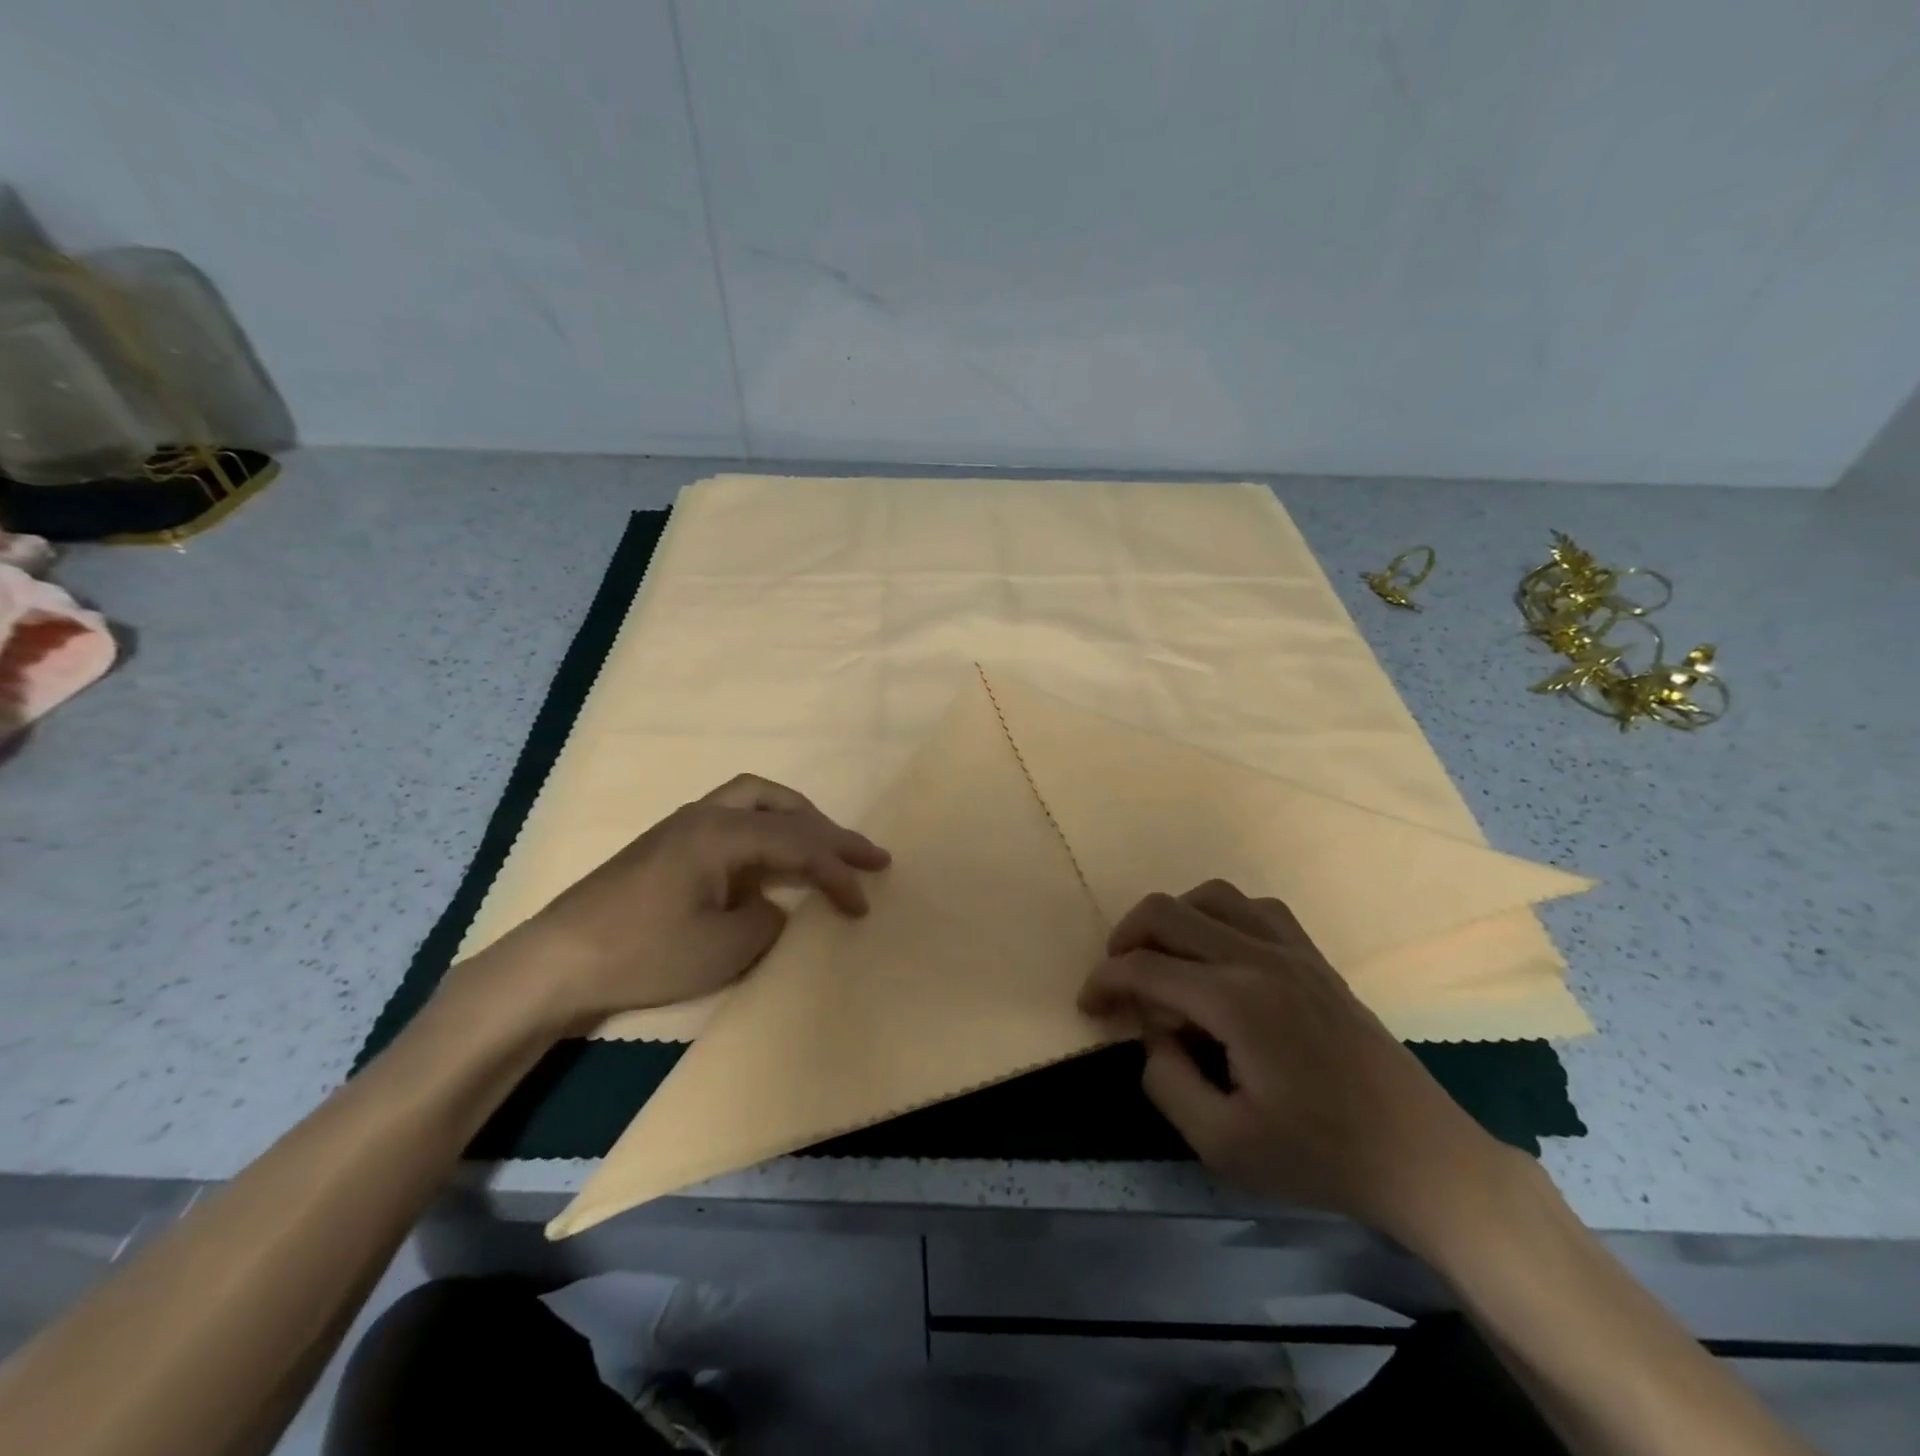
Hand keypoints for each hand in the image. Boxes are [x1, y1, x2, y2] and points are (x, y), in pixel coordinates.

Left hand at [478, 774, 889, 1033]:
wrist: (557, 962)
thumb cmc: (643, 954)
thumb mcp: (724, 948)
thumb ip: (768, 918)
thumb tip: (774, 903)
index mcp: (722, 834)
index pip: (799, 844)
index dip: (838, 872)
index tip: (864, 903)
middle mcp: (706, 815)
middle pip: (783, 806)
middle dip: (829, 830)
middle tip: (867, 854)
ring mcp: (682, 825)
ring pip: (756, 800)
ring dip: (797, 818)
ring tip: (823, 842)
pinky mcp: (668, 844)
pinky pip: (734, 817)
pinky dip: (767, 828)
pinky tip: (768, 857)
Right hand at [1079, 881, 1508, 1242]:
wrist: (1419, 1156)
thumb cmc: (1320, 1156)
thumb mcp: (1223, 1146)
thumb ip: (1166, 1082)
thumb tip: (1149, 1034)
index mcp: (1235, 1002)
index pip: (1145, 968)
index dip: (1104, 982)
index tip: (1089, 1008)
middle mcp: (1259, 957)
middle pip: (1167, 912)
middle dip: (1125, 939)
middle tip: (1116, 981)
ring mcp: (1292, 950)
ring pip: (1211, 896)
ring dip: (1172, 920)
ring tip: (1163, 960)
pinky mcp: (1315, 956)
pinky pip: (1255, 907)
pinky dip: (1220, 917)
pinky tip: (1219, 955)